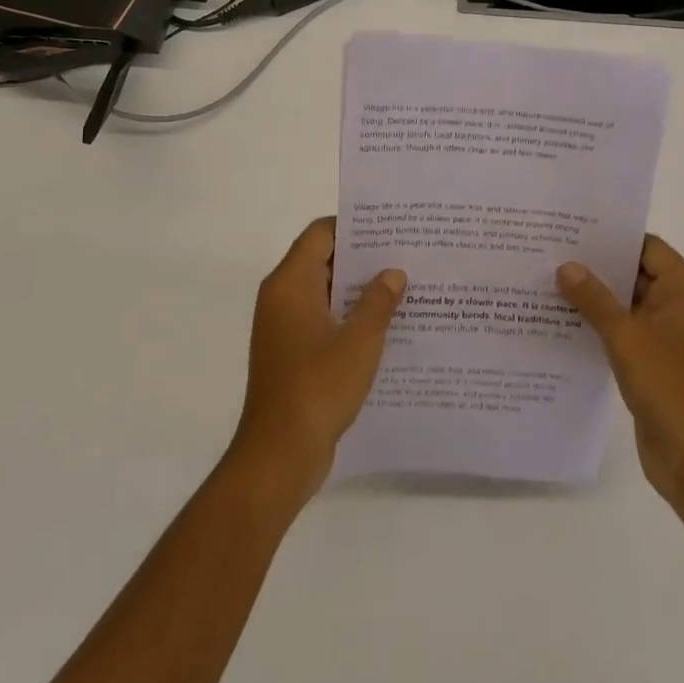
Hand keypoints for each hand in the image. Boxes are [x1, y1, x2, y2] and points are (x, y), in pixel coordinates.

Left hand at [230, 217, 406, 503]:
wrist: (278, 456)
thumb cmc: (318, 388)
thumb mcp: (360, 341)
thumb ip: (378, 301)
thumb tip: (393, 272)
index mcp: (290, 283)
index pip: (321, 233)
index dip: (354, 226)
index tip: (391, 228)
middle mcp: (281, 297)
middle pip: (322, 259)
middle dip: (362, 258)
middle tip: (405, 255)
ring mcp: (283, 327)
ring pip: (324, 292)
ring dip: (357, 290)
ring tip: (403, 288)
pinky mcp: (290, 353)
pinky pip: (321, 319)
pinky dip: (347, 317)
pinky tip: (384, 327)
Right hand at [558, 236, 683, 509]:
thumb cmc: (672, 388)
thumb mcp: (627, 337)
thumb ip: (595, 300)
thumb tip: (566, 266)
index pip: (649, 249)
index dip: (614, 238)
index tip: (574, 230)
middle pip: (638, 276)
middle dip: (599, 269)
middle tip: (553, 254)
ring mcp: (672, 342)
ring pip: (630, 309)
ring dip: (597, 301)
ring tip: (550, 284)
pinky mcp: (659, 368)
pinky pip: (628, 337)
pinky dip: (602, 330)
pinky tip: (565, 325)